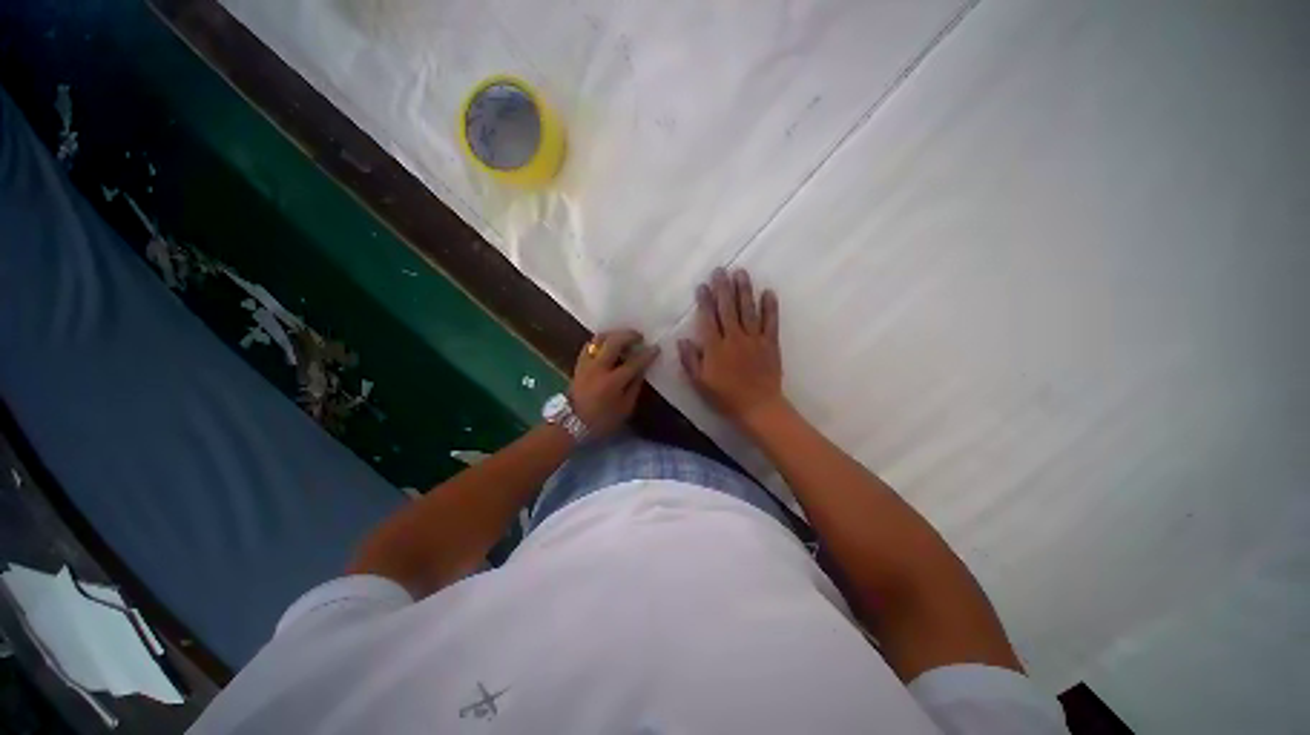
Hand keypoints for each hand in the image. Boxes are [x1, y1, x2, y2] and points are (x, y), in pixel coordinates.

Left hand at [570, 329, 659, 437]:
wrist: (571, 423)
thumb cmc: (601, 420)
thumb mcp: (625, 408)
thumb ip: (634, 387)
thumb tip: (641, 370)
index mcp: (613, 381)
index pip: (634, 362)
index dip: (647, 354)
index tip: (656, 348)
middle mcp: (599, 368)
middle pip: (615, 342)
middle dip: (629, 335)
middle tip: (639, 336)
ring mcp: (587, 363)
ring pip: (600, 339)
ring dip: (614, 334)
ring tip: (623, 337)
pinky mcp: (579, 364)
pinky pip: (590, 345)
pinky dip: (600, 341)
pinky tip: (607, 344)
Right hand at [679, 268, 785, 429]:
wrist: (758, 407)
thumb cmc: (725, 397)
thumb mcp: (700, 383)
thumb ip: (690, 360)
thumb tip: (682, 339)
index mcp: (715, 348)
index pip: (708, 319)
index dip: (705, 300)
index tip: (703, 285)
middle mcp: (734, 338)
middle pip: (728, 309)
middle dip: (723, 288)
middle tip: (721, 270)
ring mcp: (754, 340)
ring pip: (748, 310)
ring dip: (744, 291)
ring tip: (741, 273)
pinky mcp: (770, 344)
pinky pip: (770, 322)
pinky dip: (770, 307)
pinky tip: (768, 292)